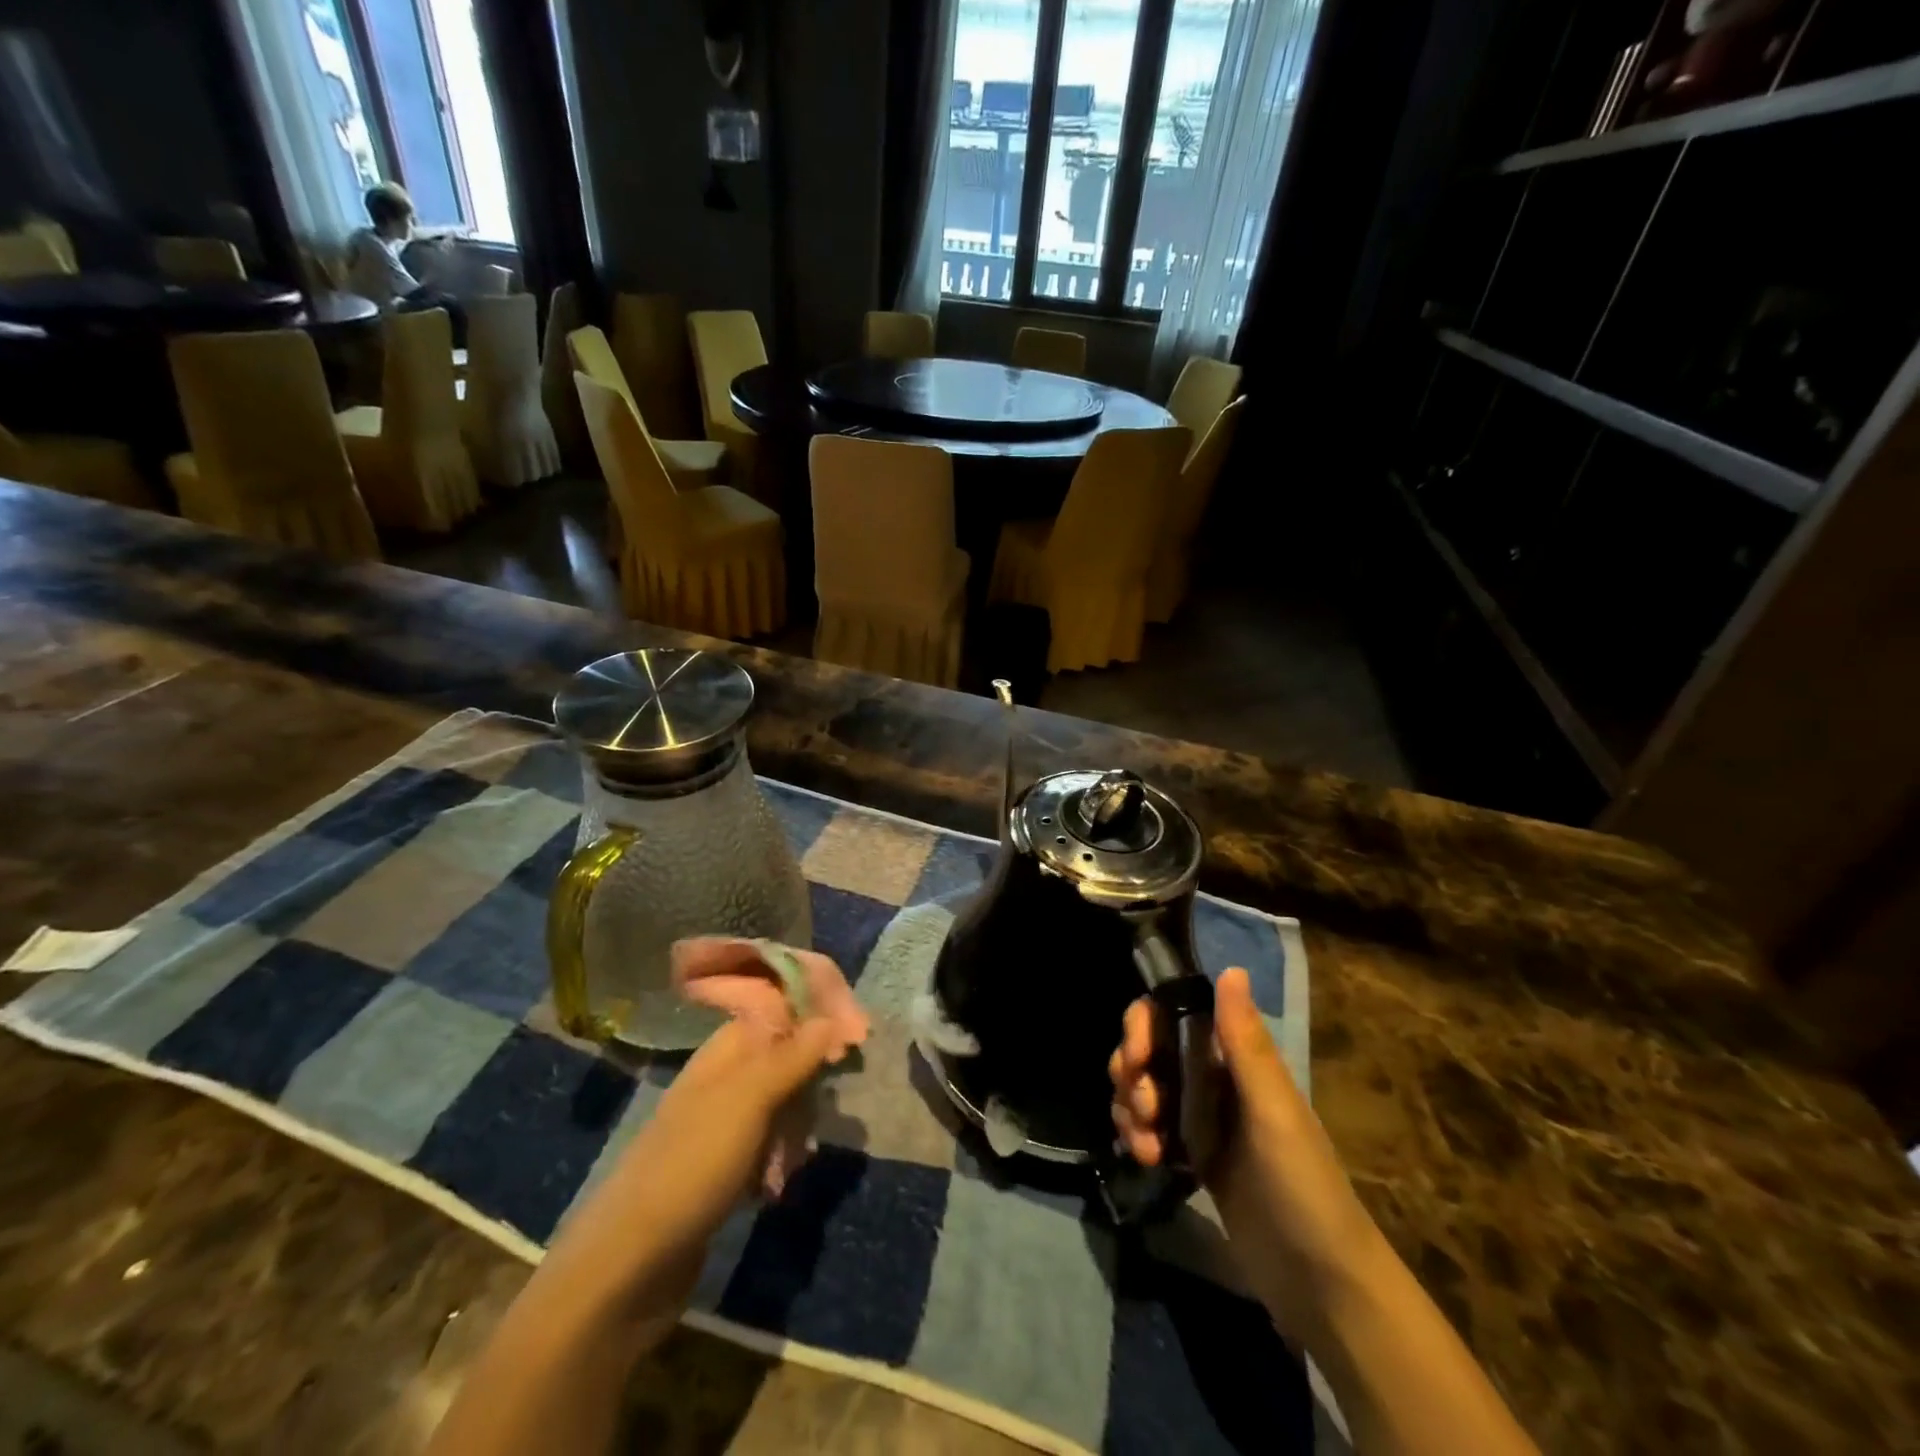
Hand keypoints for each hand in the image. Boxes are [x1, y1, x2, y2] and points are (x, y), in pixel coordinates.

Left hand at [547, 1016, 842, 1336]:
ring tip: (799, 1156)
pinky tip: (781, 1183)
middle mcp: (724, 1078)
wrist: (625, 1268)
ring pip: (781, 1100)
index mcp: (725, 1050)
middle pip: (786, 1052)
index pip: (780, 1006)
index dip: (819, 1012)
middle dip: (814, 1073)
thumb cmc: (691, 1167)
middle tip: (830, 1102)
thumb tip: (831, 1017)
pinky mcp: (722, 1167)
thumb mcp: (747, 1101)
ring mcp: (721, 1124)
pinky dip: (781, 1157)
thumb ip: (791, 1056)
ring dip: (799, 1122)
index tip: (858, 1035)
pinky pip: (768, 1143)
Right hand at [1110, 967, 1382, 1340]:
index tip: (1135, 1057)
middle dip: (1132, 1071)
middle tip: (1142, 1108)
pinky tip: (1144, 1158)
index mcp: (1236, 1059)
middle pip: (1151, 1050)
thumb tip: (1230, 968)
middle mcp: (1214, 1079)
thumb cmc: (1302, 1185)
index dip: (1144, 1025)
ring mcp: (1201, 1118)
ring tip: (1143, 1145)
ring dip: (1130, 1107)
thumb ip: (1246, 1043)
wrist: (1322, 1282)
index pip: (1175, 1015)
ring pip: (1144, 1088)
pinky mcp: (1192, 1156)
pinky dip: (1136, 1134)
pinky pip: (1148, 1127)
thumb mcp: (1274, 1112)